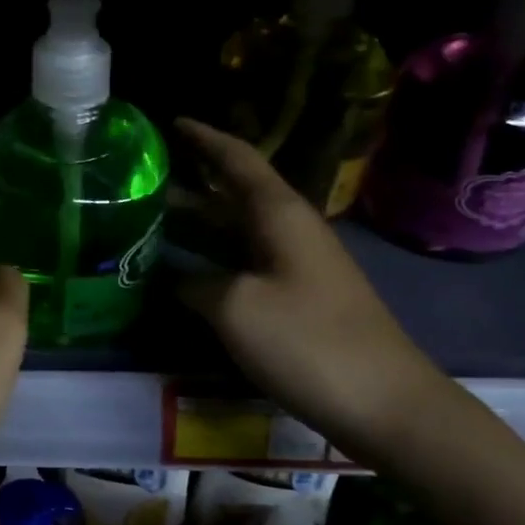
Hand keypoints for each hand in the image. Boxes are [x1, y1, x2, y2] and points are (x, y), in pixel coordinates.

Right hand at [173, 119, 446, 456]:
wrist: (383, 402)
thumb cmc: (307, 341)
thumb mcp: (236, 308)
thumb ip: (195, 284)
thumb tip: (172, 279)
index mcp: (279, 214)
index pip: (237, 159)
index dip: (204, 138)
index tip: (171, 121)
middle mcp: (288, 231)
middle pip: (233, 195)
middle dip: (189, 184)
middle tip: (141, 181)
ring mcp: (295, 267)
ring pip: (236, 233)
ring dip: (195, 226)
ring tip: (147, 223)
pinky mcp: (296, 300)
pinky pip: (243, 266)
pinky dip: (210, 262)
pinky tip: (181, 276)